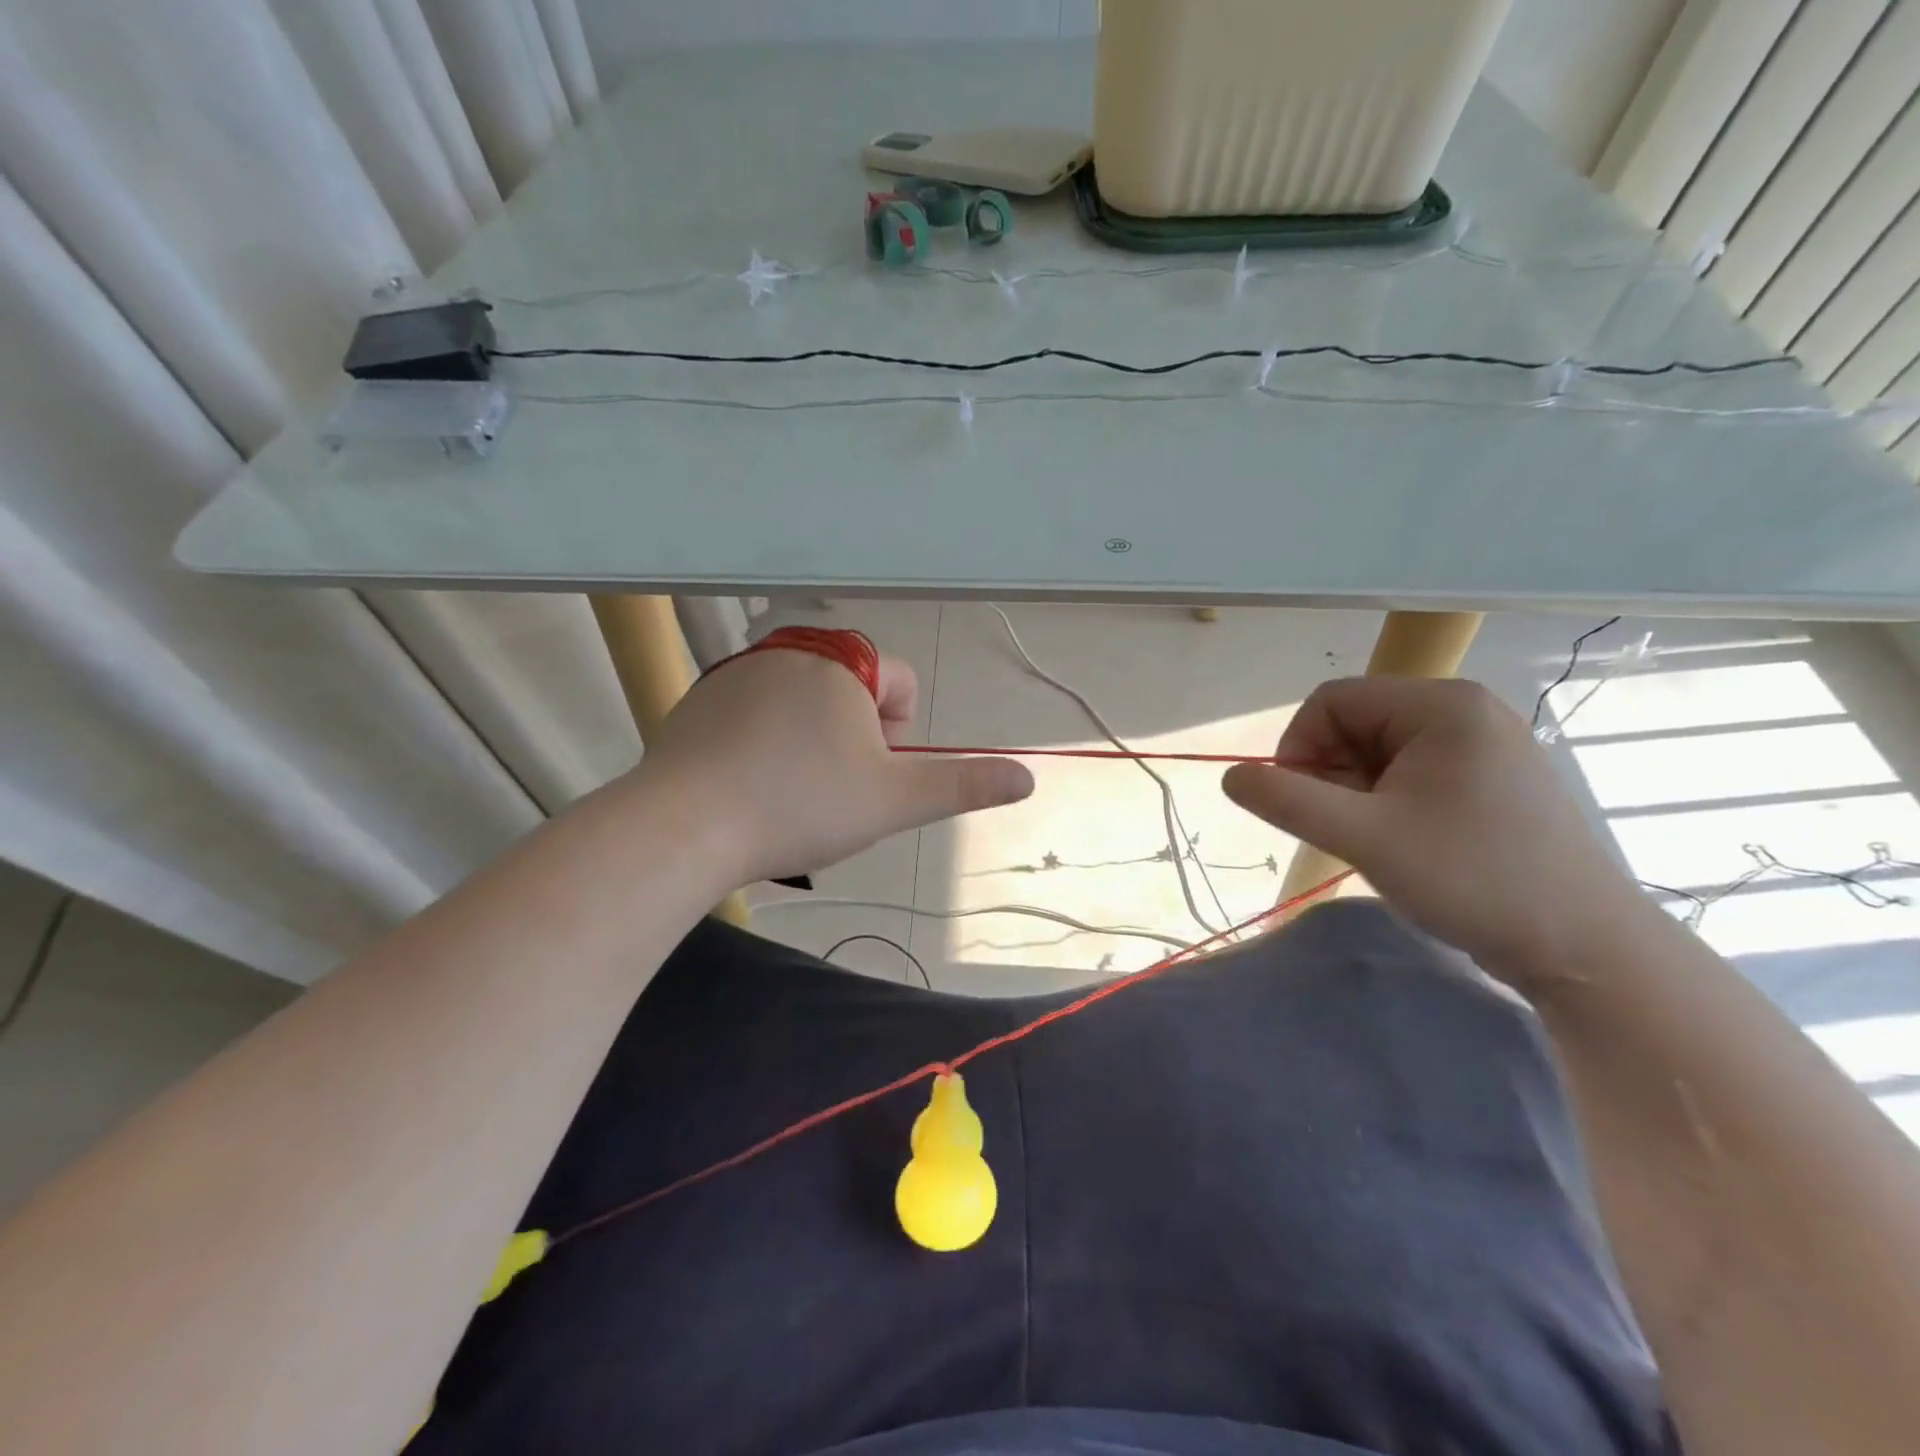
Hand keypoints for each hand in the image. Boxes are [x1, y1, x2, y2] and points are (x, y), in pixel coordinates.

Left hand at [630, 643, 1033, 887]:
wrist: (686, 825)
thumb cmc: (803, 805)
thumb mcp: (894, 800)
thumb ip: (963, 784)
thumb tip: (1028, 778)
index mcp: (842, 662)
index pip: (900, 682)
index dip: (899, 734)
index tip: (872, 774)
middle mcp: (789, 650)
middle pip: (851, 690)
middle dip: (855, 738)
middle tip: (833, 789)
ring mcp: (736, 671)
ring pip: (802, 703)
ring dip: (811, 740)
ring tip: (790, 792)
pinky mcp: (698, 699)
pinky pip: (753, 713)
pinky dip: (764, 742)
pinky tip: (749, 786)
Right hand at [1221, 676, 1648, 974]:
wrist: (1586, 949)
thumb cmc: (1472, 879)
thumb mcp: (1363, 837)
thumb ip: (1287, 800)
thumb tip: (1230, 776)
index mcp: (1441, 705)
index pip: (1332, 701)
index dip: (1298, 746)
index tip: (1300, 803)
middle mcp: (1467, 711)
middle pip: (1356, 723)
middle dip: (1330, 773)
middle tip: (1342, 829)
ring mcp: (1486, 745)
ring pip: (1381, 750)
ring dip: (1356, 791)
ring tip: (1374, 841)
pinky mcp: (1495, 779)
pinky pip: (1413, 771)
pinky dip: (1387, 801)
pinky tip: (1403, 842)